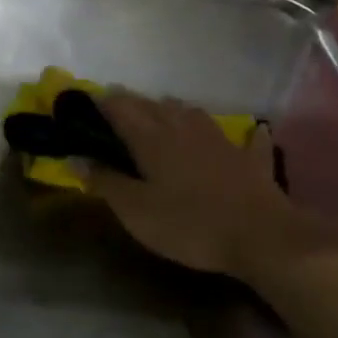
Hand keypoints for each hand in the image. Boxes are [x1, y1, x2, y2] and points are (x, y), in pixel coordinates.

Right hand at [85, 92, 337, 282]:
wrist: (261, 236)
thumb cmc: (188, 225)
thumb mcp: (134, 210)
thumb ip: (105, 182)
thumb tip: (76, 159)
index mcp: (153, 139)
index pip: (121, 109)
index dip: (101, 103)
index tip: (84, 101)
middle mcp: (185, 129)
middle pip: (154, 106)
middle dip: (132, 103)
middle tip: (115, 108)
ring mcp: (222, 141)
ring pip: (192, 114)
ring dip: (172, 110)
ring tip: (161, 113)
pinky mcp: (250, 160)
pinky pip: (245, 139)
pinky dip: (242, 134)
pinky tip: (251, 131)